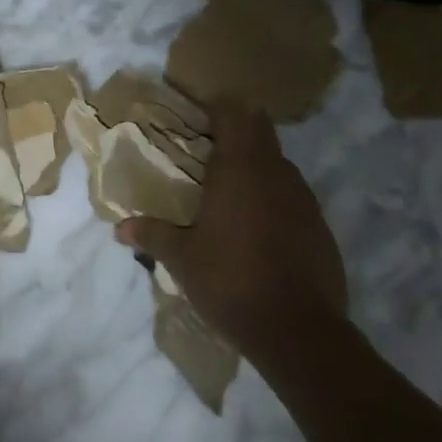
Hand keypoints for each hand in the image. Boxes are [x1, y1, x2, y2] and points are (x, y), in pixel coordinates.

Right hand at [116, 102, 347, 352]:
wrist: (300, 333)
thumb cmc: (231, 282)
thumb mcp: (182, 259)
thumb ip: (152, 235)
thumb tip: (119, 228)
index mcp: (239, 169)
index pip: (234, 115)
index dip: (219, 108)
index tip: (200, 114)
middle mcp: (275, 174)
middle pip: (261, 133)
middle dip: (239, 132)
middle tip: (210, 148)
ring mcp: (304, 200)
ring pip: (280, 166)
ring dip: (259, 167)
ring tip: (232, 189)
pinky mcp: (321, 228)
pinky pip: (295, 198)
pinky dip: (276, 200)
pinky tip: (260, 228)